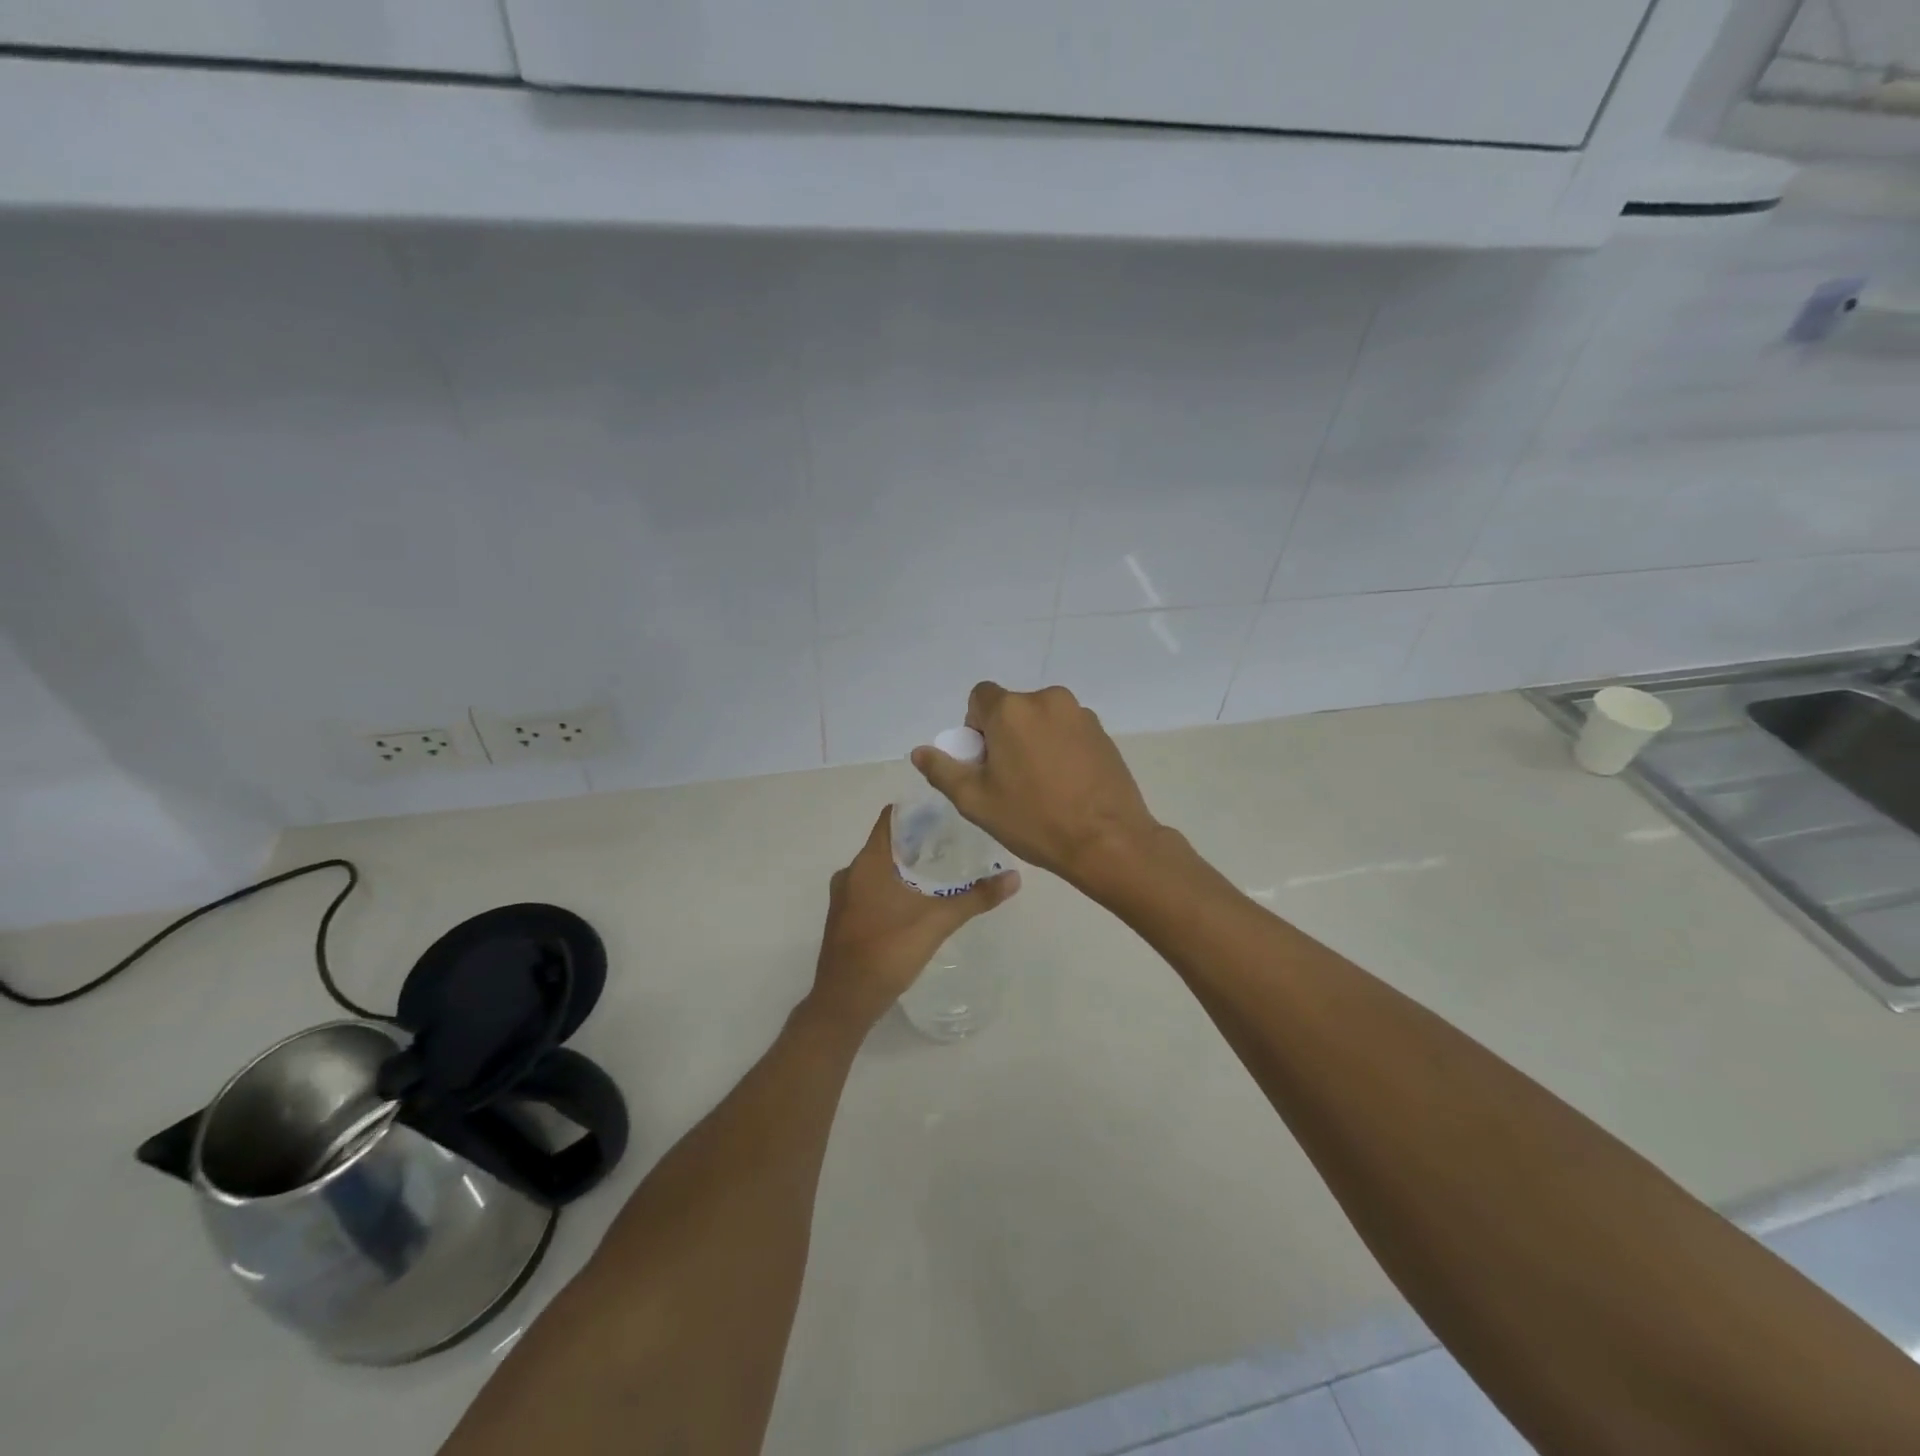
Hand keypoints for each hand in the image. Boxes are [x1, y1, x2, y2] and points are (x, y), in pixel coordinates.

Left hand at [807, 805, 1019, 1032]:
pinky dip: (892, 887)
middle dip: (917, 842)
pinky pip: (870, 890)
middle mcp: (850, 873)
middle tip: (952, 843)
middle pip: (886, 844)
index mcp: (868, 863)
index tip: (945, 813)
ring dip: (904, 866)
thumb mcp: (937, 921)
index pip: (890, 819)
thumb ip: (975, 897)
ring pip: (877, 869)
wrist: (845, 1001)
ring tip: (939, 871)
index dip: (916, 812)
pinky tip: (916, 901)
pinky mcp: (844, 919)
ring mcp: (843, 898)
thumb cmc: (888, 950)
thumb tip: (1014, 877)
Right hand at [910, 683, 1160, 891]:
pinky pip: (1068, 731)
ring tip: (1042, 785)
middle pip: (1012, 708)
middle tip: (1010, 779)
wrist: (1108, 841)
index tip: (985, 761)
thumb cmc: (1034, 820)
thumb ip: (943, 770)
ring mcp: (1080, 714)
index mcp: (1011, 709)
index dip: (975, 727)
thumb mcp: (976, 801)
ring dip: (1034, 740)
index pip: (980, 697)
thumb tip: (920, 751)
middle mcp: (1047, 699)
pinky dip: (1060, 748)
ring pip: (1041, 719)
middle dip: (1004, 735)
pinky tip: (1067, 784)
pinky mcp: (1103, 732)